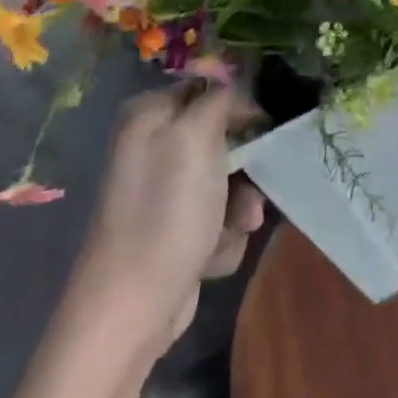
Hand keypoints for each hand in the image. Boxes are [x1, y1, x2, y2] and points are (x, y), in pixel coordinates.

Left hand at [71, 85, 265, 355]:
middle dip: (245, 166)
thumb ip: (220, 97)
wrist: (132, 312)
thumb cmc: (166, 214)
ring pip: (228, 179)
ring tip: (236, 228)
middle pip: (224, 137)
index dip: (242, 105)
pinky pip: (218, 216)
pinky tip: (210, 254)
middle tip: (251, 189)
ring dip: (240, 205)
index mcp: (149, 115)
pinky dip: (223, 234)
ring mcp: (163, 193)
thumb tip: (236, 85)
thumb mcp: (196, 138)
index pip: (211, 87)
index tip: (265, 127)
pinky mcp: (173, 231)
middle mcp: (153, 147)